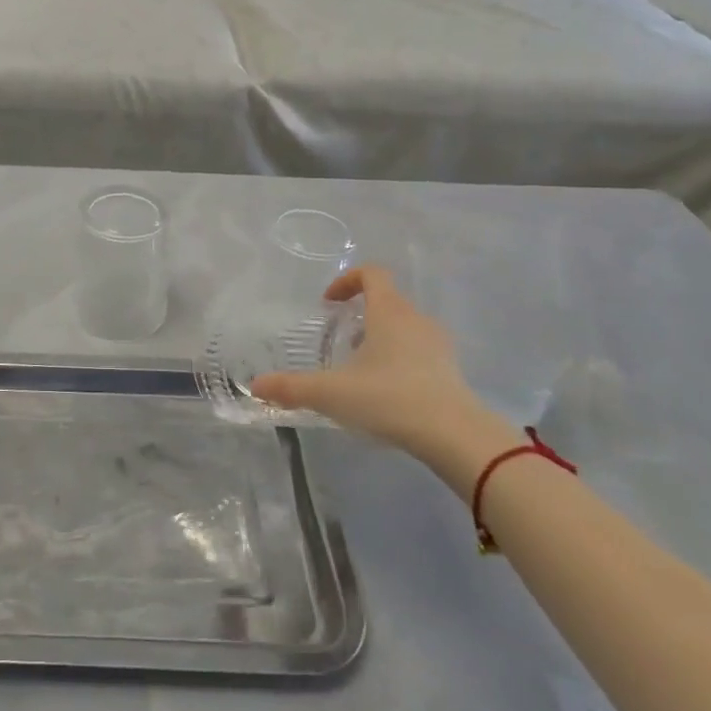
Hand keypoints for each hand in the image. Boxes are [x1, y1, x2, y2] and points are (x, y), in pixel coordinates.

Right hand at [252, 266, 502, 476]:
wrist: (455, 436)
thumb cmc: (389, 399)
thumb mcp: (331, 393)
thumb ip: (292, 388)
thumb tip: (255, 386)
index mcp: (389, 311)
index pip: (372, 273)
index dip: (347, 280)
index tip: (328, 303)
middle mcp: (416, 319)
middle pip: (388, 300)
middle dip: (361, 314)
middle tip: (339, 339)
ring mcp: (438, 345)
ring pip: (405, 327)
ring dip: (381, 337)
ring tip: (361, 368)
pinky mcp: (451, 371)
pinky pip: (421, 352)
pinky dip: (401, 360)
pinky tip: (387, 391)